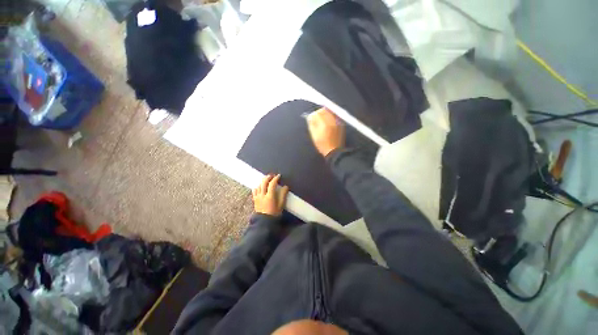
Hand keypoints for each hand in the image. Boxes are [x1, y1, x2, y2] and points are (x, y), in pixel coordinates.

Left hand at [252, 174, 288, 216]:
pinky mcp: (254, 200)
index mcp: (270, 196)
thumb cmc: (274, 213)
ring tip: (267, 179)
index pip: (272, 184)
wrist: (264, 222)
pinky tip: (259, 186)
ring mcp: (257, 197)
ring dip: (263, 181)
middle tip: (272, 175)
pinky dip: (257, 187)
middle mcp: (262, 195)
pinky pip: (254, 191)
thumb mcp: (281, 205)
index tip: (279, 176)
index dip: (275, 178)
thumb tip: (285, 187)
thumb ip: (283, 195)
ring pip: (259, 185)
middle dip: (268, 177)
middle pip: (264, 182)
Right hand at [307, 108, 344, 156]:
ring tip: (322, 119)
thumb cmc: (322, 144)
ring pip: (330, 112)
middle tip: (316, 117)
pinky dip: (331, 116)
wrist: (333, 151)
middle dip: (319, 112)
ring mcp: (337, 122)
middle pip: (325, 110)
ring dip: (325, 113)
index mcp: (324, 124)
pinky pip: (335, 116)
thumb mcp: (314, 135)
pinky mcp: (340, 124)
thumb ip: (312, 124)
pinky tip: (328, 121)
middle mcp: (331, 121)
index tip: (311, 117)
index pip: (318, 113)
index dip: (313, 114)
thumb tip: (310, 117)